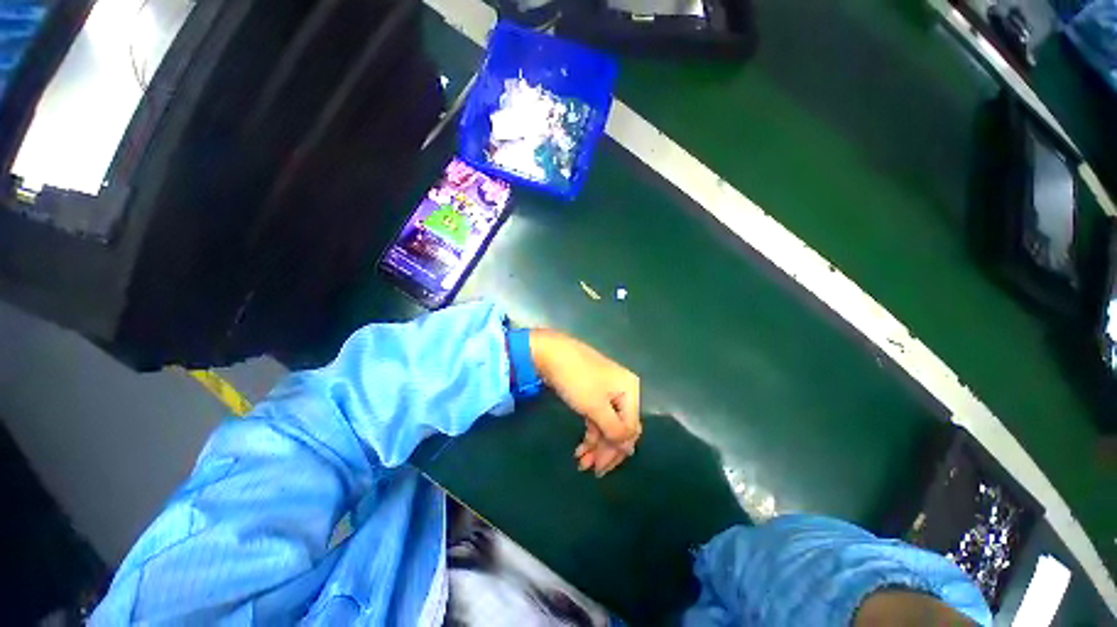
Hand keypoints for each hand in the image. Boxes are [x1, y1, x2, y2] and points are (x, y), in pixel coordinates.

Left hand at [529, 329, 641, 476]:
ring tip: (581, 462)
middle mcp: (622, 390)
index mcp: (629, 389)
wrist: (549, 352)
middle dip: (605, 450)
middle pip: (619, 427)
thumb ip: (615, 429)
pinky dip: (590, 432)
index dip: (617, 451)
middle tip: (589, 469)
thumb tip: (630, 449)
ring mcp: (607, 390)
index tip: (600, 470)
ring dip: (596, 444)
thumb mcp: (596, 406)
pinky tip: (581, 447)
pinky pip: (597, 416)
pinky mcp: (592, 392)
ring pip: (606, 424)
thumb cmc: (576, 379)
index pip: (630, 428)